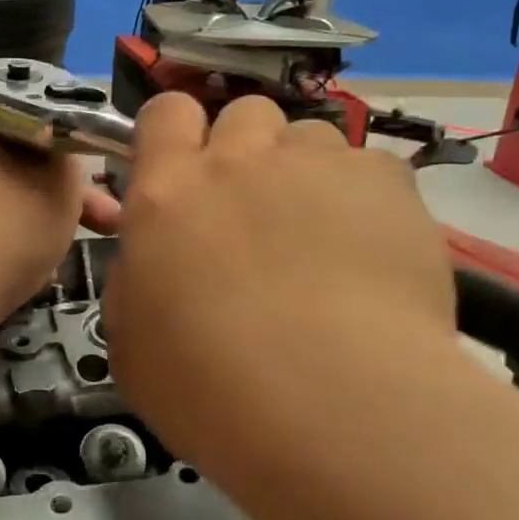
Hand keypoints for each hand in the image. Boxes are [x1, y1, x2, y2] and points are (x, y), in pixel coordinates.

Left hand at [0, 115, 116, 331]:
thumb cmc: (8, 225)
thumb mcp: (62, 180)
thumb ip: (69, 156)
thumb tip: (61, 157)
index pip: (34, 123)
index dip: (74, 150)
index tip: (104, 180)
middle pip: (22, 165)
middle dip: (65, 195)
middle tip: (108, 224)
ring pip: (7, 199)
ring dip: (41, 220)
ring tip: (69, 251)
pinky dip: (11, 243)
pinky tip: (34, 270)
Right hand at [103, 93, 455, 430]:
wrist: (334, 406)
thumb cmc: (211, 388)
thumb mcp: (132, 345)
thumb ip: (134, 283)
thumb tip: (149, 264)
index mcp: (167, 192)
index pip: (165, 112)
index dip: (175, 133)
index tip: (184, 170)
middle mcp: (239, 160)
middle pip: (243, 113)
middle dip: (247, 149)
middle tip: (256, 211)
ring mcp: (316, 164)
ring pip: (308, 136)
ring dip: (306, 172)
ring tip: (324, 238)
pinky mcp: (386, 183)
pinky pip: (369, 168)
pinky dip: (366, 200)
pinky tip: (373, 255)